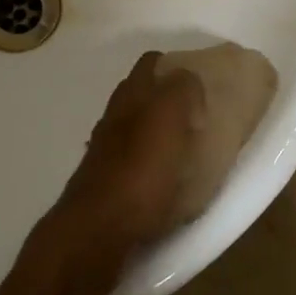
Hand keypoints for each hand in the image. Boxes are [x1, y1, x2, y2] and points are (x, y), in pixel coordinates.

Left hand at [42, 52, 204, 290]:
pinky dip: (150, 165)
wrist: (97, 231)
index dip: (173, 65)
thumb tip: (188, 81)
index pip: (150, 63)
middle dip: (166, 100)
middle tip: (198, 116)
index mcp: (130, 96)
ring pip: (135, 130)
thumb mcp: (169, 117)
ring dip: (157, 134)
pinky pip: (134, 164)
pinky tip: (166, 182)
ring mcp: (105, 151)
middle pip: (140, 96)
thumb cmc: (140, 171)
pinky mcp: (106, 184)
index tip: (198, 81)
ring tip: (187, 151)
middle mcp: (114, 117)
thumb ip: (181, 90)